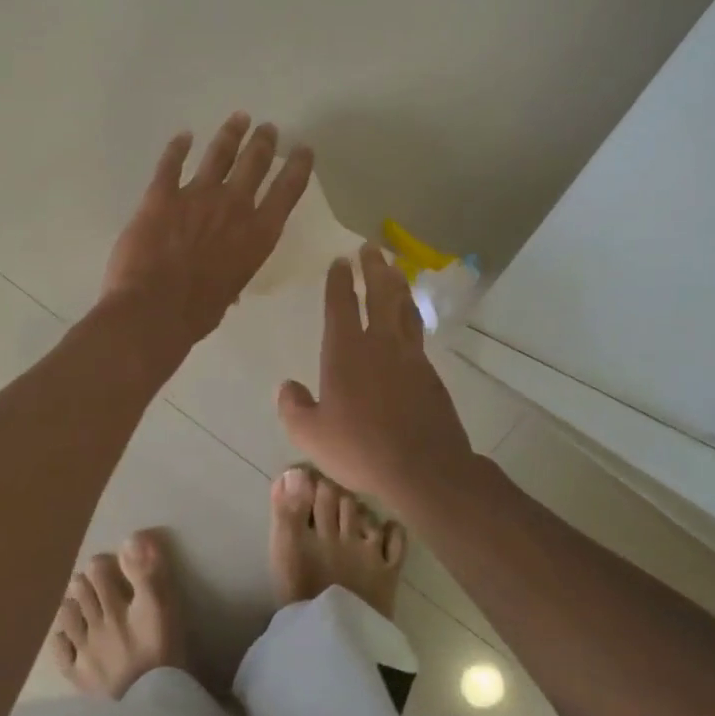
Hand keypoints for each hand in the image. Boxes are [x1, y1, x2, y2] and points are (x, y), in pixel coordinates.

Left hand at [102, 113, 312, 348]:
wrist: (153, 309)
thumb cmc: (197, 313)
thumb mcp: (228, 293)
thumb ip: (231, 274)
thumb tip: (225, 280)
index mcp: (258, 235)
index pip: (286, 192)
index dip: (298, 168)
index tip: (304, 149)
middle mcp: (234, 207)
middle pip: (254, 164)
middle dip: (263, 143)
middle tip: (268, 128)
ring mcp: (196, 196)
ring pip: (218, 155)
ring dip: (230, 134)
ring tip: (239, 118)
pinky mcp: (161, 195)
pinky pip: (170, 163)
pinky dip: (177, 147)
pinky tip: (183, 136)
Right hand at [277, 247, 477, 504]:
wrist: (423, 467)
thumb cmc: (360, 449)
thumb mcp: (311, 435)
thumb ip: (293, 407)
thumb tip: (286, 386)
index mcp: (346, 351)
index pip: (341, 304)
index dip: (339, 280)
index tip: (340, 261)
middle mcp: (379, 343)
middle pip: (379, 294)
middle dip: (373, 268)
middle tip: (370, 248)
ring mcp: (409, 355)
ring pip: (403, 307)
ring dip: (397, 284)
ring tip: (394, 268)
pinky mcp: (429, 372)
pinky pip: (417, 331)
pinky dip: (411, 313)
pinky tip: (409, 316)